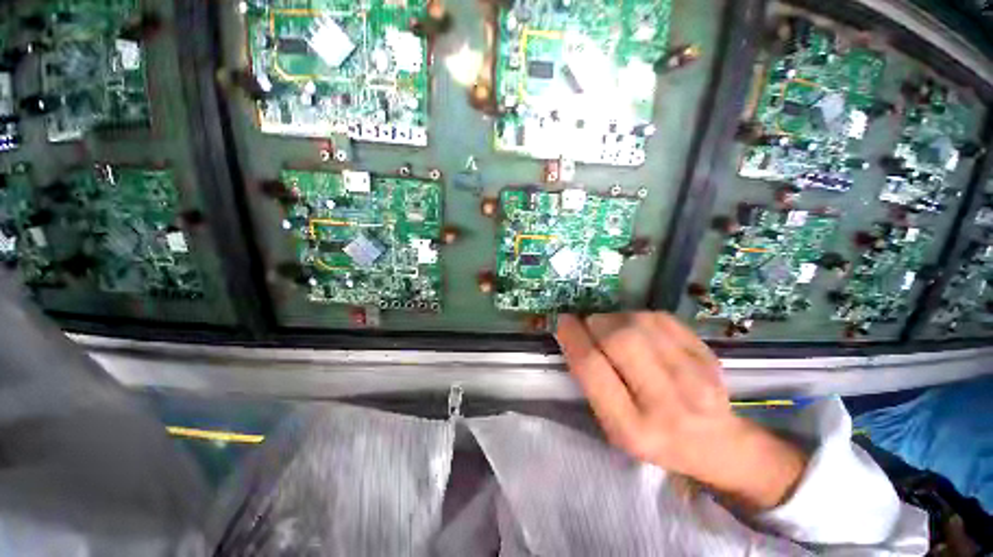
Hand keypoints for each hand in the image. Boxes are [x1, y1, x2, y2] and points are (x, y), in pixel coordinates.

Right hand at [555, 312, 807, 511]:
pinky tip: (637, 329)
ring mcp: (695, 377)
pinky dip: (638, 317)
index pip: (592, 368)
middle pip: (619, 339)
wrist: (716, 443)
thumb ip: (592, 381)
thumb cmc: (653, 437)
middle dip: (595, 323)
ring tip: (612, 328)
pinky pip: (660, 318)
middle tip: (589, 325)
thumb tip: (575, 333)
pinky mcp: (708, 355)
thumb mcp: (613, 425)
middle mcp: (667, 403)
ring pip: (639, 323)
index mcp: (632, 428)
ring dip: (615, 318)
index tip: (563, 322)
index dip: (572, 337)